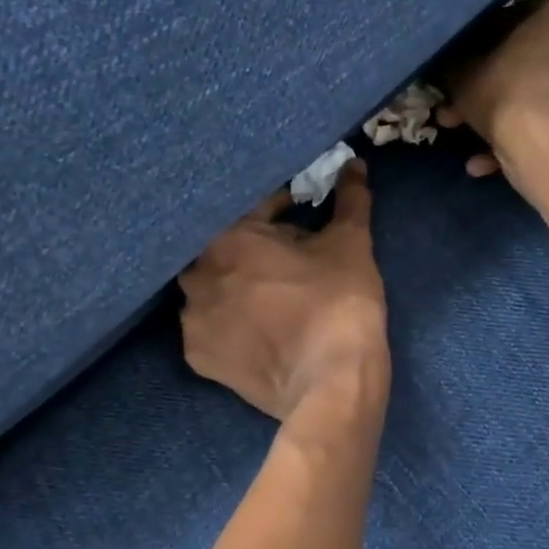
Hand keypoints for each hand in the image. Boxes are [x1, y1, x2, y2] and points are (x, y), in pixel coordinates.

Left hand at [179, 162, 388, 421]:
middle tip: (286, 256)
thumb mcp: (350, 243)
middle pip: (225, 246)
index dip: (282, 207)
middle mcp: (196, 275)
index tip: (302, 214)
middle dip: (252, 245)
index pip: (253, 207)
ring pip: (213, 287)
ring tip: (269, 294)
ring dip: (235, 283)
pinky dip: (230, 321)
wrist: (332, 384)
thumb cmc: (339, 302)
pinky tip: (257, 327)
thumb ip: (349, 199)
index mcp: (226, 238)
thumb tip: (355, 164)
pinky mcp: (199, 358)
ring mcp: (193, 320)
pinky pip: (212, 326)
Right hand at [437, 0, 548, 183]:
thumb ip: (453, 63)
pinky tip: (484, 162)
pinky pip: (547, 121)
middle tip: (453, 107)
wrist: (547, 146)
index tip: (456, 65)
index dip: (476, 43)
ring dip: (496, 116)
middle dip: (484, 86)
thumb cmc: (506, 91)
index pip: (509, 17)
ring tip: (462, 134)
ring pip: (532, 94)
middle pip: (523, 61)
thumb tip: (448, 65)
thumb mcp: (462, 73)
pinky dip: (518, 138)